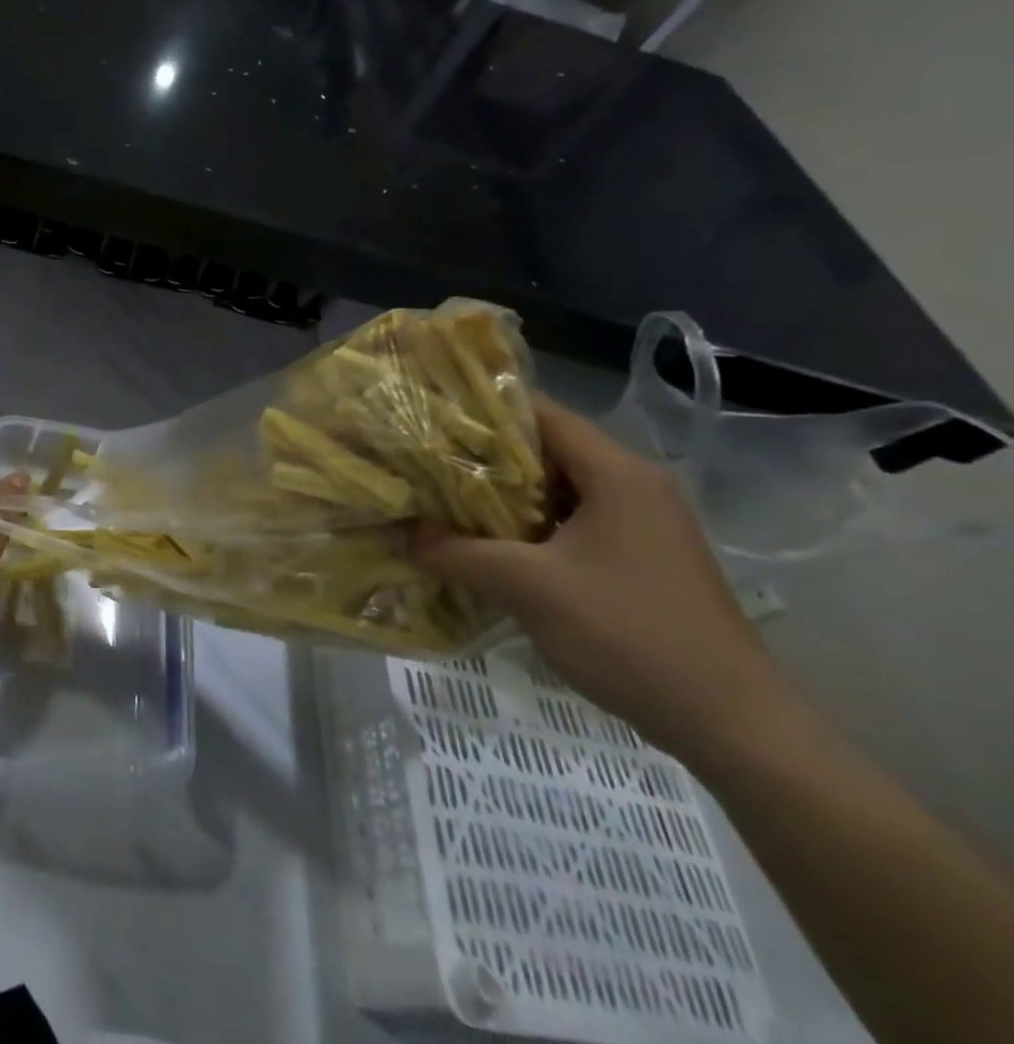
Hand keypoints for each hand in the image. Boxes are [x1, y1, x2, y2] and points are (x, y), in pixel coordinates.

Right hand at [410, 396, 793, 762]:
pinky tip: (486, 544)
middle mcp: (633, 485)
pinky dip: (527, 525)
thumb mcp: (529, 588)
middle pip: (544, 448)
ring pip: (555, 488)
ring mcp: (640, 523)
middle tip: (421, 459)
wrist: (733, 725)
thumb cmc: (631, 635)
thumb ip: (457, 553)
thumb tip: (399, 533)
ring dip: (501, 494)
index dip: (480, 408)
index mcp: (617, 472)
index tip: (425, 415)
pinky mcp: (638, 557)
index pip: (539, 413)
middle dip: (481, 455)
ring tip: (440, 498)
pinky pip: (569, 521)